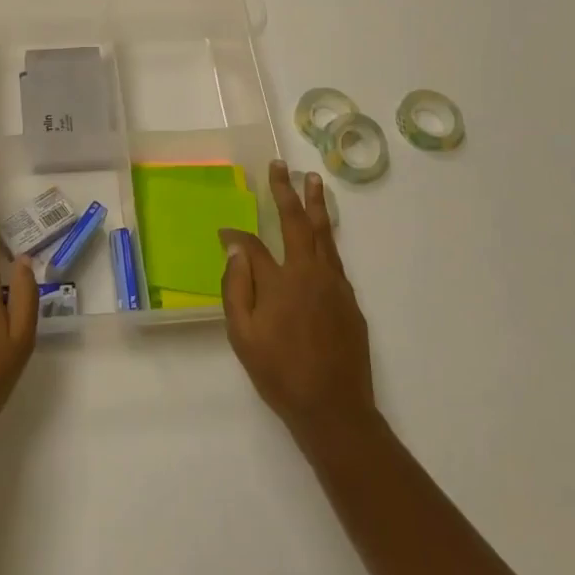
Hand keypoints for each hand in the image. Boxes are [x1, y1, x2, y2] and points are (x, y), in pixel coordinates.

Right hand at [221, 160, 375, 450]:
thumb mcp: (243, 336)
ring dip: (316, 204)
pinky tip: (323, 233)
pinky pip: (336, 257)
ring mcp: (335, 284)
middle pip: (298, 222)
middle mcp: (310, 273)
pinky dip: (327, 236)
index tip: (224, 230)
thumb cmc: (280, 373)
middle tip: (281, 166)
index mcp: (281, 281)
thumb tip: (235, 247)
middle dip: (287, 192)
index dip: (237, 235)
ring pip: (325, 234)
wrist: (334, 408)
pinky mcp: (350, 299)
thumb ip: (236, 287)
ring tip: (313, 180)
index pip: (255, 244)